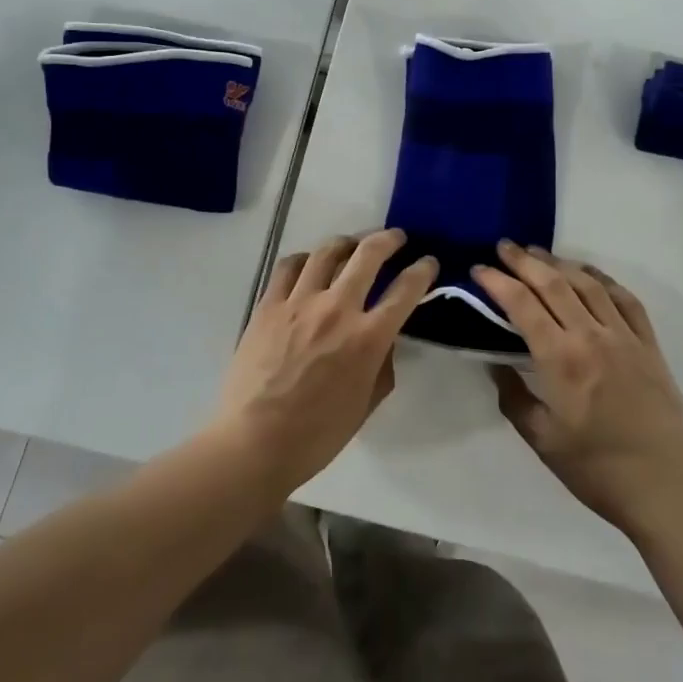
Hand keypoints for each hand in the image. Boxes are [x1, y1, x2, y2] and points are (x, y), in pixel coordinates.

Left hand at [215, 229, 437, 491]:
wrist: (254, 443)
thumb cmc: (317, 435)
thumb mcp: (366, 404)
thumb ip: (382, 364)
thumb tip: (384, 339)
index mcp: (367, 339)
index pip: (405, 290)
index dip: (422, 270)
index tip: (429, 262)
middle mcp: (337, 309)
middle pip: (368, 254)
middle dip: (389, 240)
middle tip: (396, 238)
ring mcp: (299, 302)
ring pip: (327, 251)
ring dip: (347, 242)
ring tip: (353, 245)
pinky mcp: (269, 305)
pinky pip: (289, 266)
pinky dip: (305, 258)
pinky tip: (310, 263)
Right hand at [475, 243, 682, 541]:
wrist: (668, 487)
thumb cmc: (598, 470)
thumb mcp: (543, 440)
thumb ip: (514, 398)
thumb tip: (495, 365)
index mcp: (561, 359)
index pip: (522, 304)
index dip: (497, 281)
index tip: (479, 268)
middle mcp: (591, 335)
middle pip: (553, 283)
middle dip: (524, 261)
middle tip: (504, 247)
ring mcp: (624, 336)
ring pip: (587, 283)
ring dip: (559, 263)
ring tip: (537, 253)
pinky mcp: (649, 344)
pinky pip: (624, 299)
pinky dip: (602, 278)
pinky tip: (588, 274)